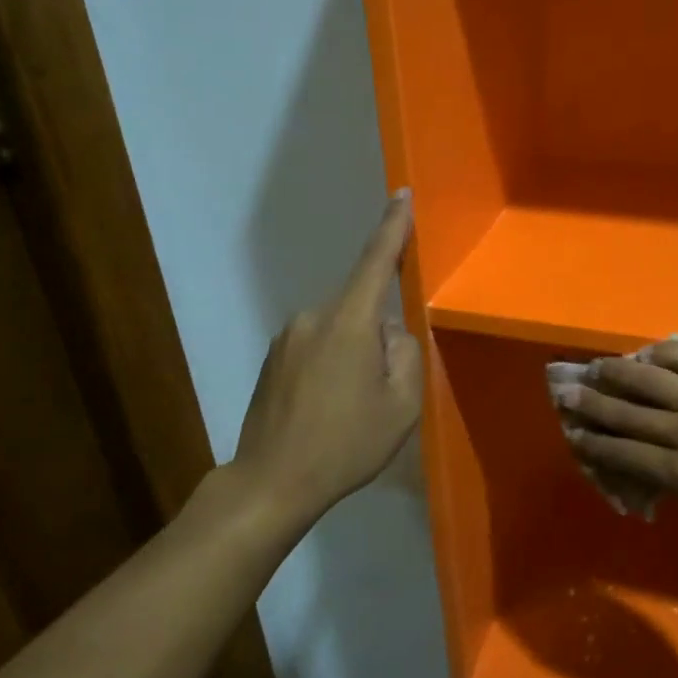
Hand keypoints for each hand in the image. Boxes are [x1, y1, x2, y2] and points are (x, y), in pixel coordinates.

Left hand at [233, 191, 422, 521]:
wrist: (272, 482)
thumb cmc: (346, 444)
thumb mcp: (401, 405)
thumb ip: (405, 354)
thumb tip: (390, 331)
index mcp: (348, 323)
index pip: (375, 262)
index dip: (392, 227)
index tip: (401, 195)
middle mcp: (313, 317)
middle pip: (362, 310)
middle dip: (378, 338)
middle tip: (380, 391)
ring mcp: (287, 336)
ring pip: (340, 330)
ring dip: (354, 355)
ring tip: (350, 406)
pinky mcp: (273, 357)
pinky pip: (317, 346)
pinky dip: (332, 366)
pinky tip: (328, 408)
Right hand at [558, 338, 677, 547]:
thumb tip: (654, 463)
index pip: (627, 452)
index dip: (596, 442)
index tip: (575, 432)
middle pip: (632, 413)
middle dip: (595, 403)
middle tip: (569, 392)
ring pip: (659, 381)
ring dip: (623, 373)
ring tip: (601, 366)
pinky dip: (673, 353)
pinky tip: (653, 350)